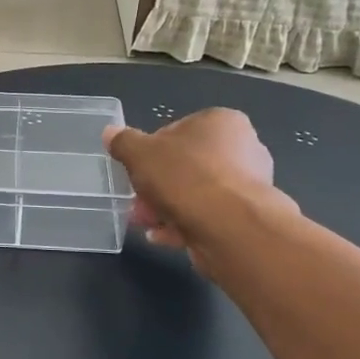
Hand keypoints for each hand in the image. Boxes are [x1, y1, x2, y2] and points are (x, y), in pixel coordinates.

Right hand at [104, 109, 286, 259]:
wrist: (229, 226)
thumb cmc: (185, 176)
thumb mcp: (140, 153)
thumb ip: (124, 142)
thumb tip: (111, 133)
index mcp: (222, 122)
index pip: (178, 130)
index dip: (151, 150)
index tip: (136, 169)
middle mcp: (242, 149)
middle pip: (186, 165)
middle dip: (157, 185)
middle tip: (136, 200)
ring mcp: (248, 186)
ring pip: (195, 193)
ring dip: (166, 207)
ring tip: (144, 221)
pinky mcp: (246, 218)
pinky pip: (207, 216)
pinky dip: (184, 225)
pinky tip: (161, 236)